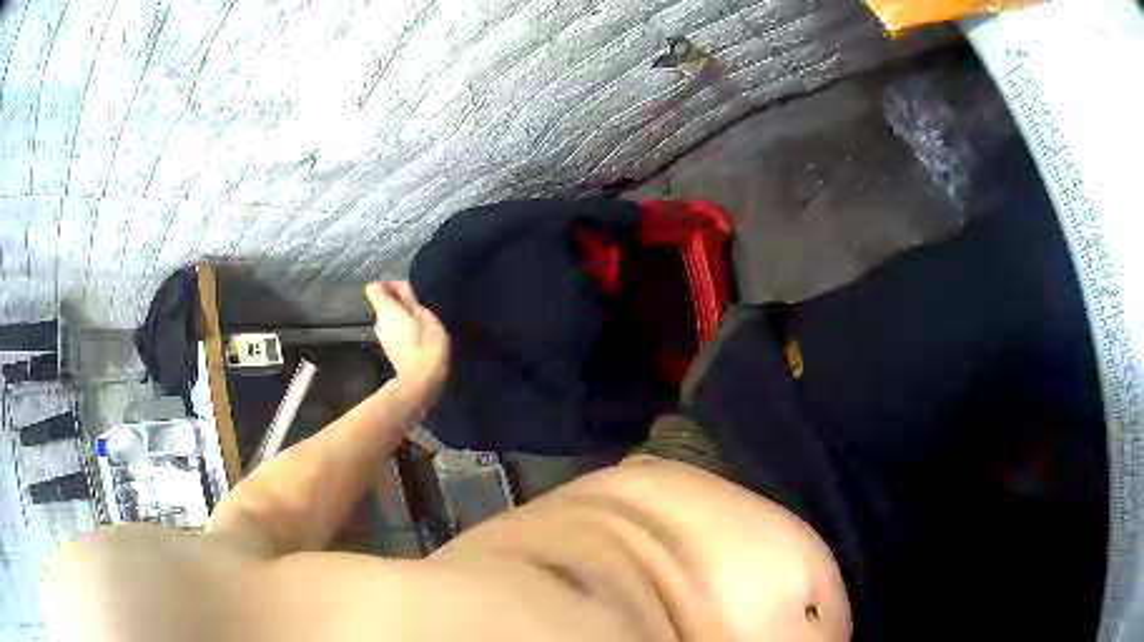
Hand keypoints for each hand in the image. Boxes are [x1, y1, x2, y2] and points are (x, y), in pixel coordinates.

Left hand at [364, 281, 449, 396]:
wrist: (422, 382)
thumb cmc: (426, 345)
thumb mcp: (424, 316)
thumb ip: (410, 299)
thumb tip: (400, 287)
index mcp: (385, 311)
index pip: (374, 288)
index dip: (388, 284)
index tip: (406, 289)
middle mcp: (378, 323)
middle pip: (383, 304)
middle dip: (399, 301)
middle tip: (420, 306)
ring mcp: (382, 339)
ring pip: (390, 318)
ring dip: (403, 317)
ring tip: (424, 323)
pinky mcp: (390, 351)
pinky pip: (395, 331)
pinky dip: (404, 330)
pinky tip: (420, 338)